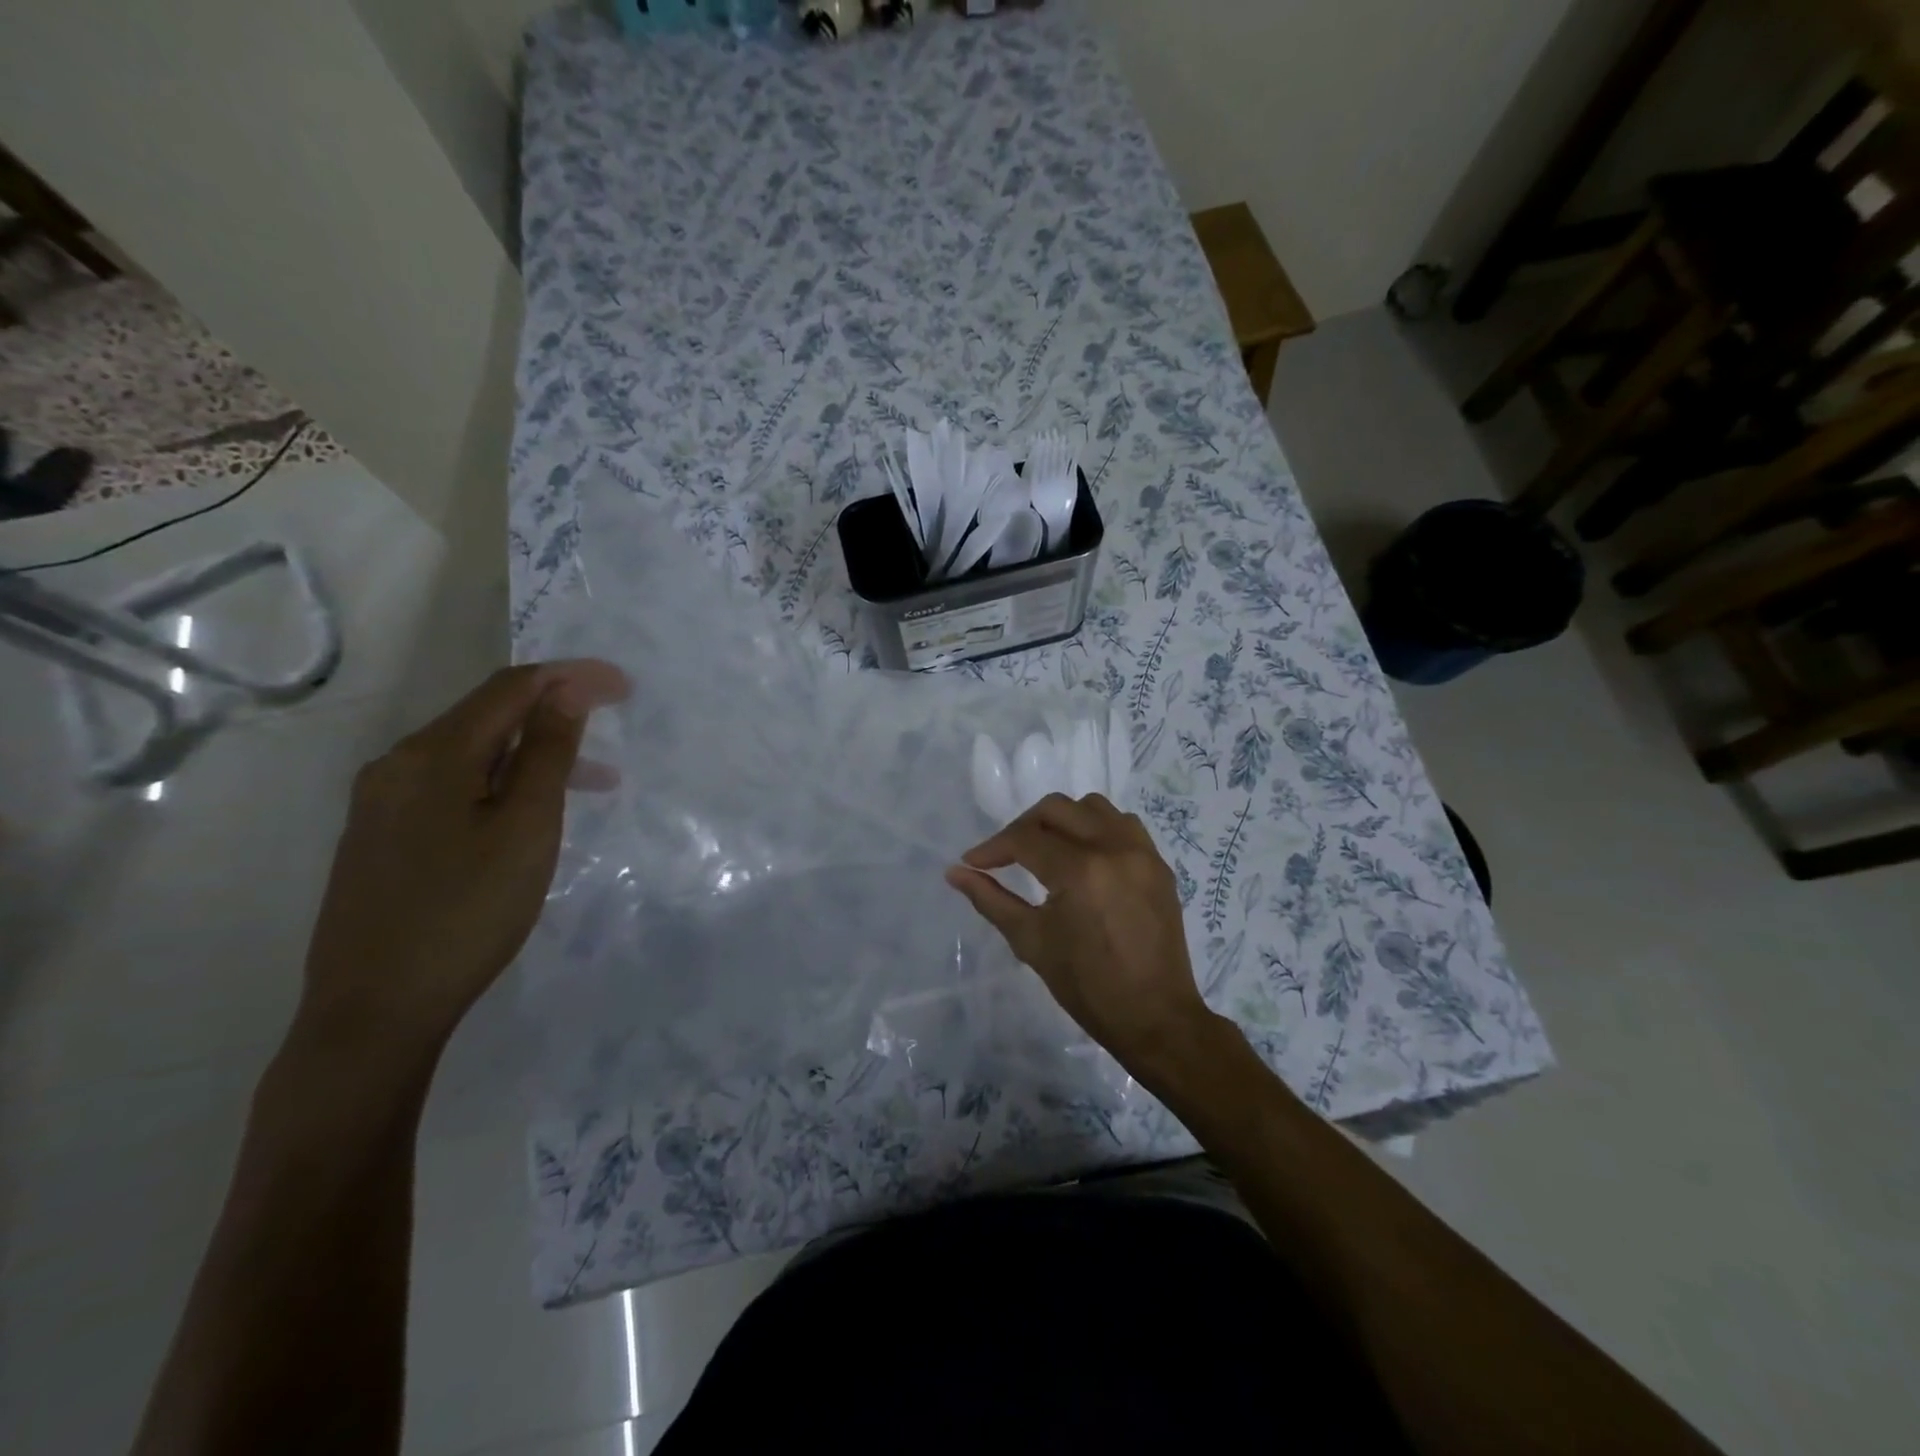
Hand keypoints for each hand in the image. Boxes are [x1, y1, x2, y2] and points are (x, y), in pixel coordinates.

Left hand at [297, 660, 629, 1053]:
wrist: (373, 1011)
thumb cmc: (466, 914)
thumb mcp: (525, 829)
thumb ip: (548, 754)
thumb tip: (567, 691)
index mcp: (431, 755)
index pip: (511, 688)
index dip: (572, 677)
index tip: (625, 686)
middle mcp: (397, 765)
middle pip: (487, 715)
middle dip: (556, 713)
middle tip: (613, 727)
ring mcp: (381, 803)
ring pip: (471, 754)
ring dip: (534, 753)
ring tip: (593, 783)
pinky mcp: (381, 837)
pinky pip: (452, 785)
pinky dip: (502, 782)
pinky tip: (526, 813)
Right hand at [945, 793, 1224, 1083]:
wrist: (1155, 1017)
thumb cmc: (1087, 986)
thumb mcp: (1031, 942)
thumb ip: (991, 900)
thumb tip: (954, 873)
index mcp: (1080, 871)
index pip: (1025, 839)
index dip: (993, 847)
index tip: (973, 862)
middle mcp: (1113, 848)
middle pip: (1056, 809)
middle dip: (1023, 826)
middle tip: (1006, 854)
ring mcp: (1142, 853)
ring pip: (1093, 807)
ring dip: (1063, 819)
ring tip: (1047, 849)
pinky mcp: (1158, 864)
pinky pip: (1124, 824)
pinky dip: (1098, 828)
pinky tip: (1085, 856)